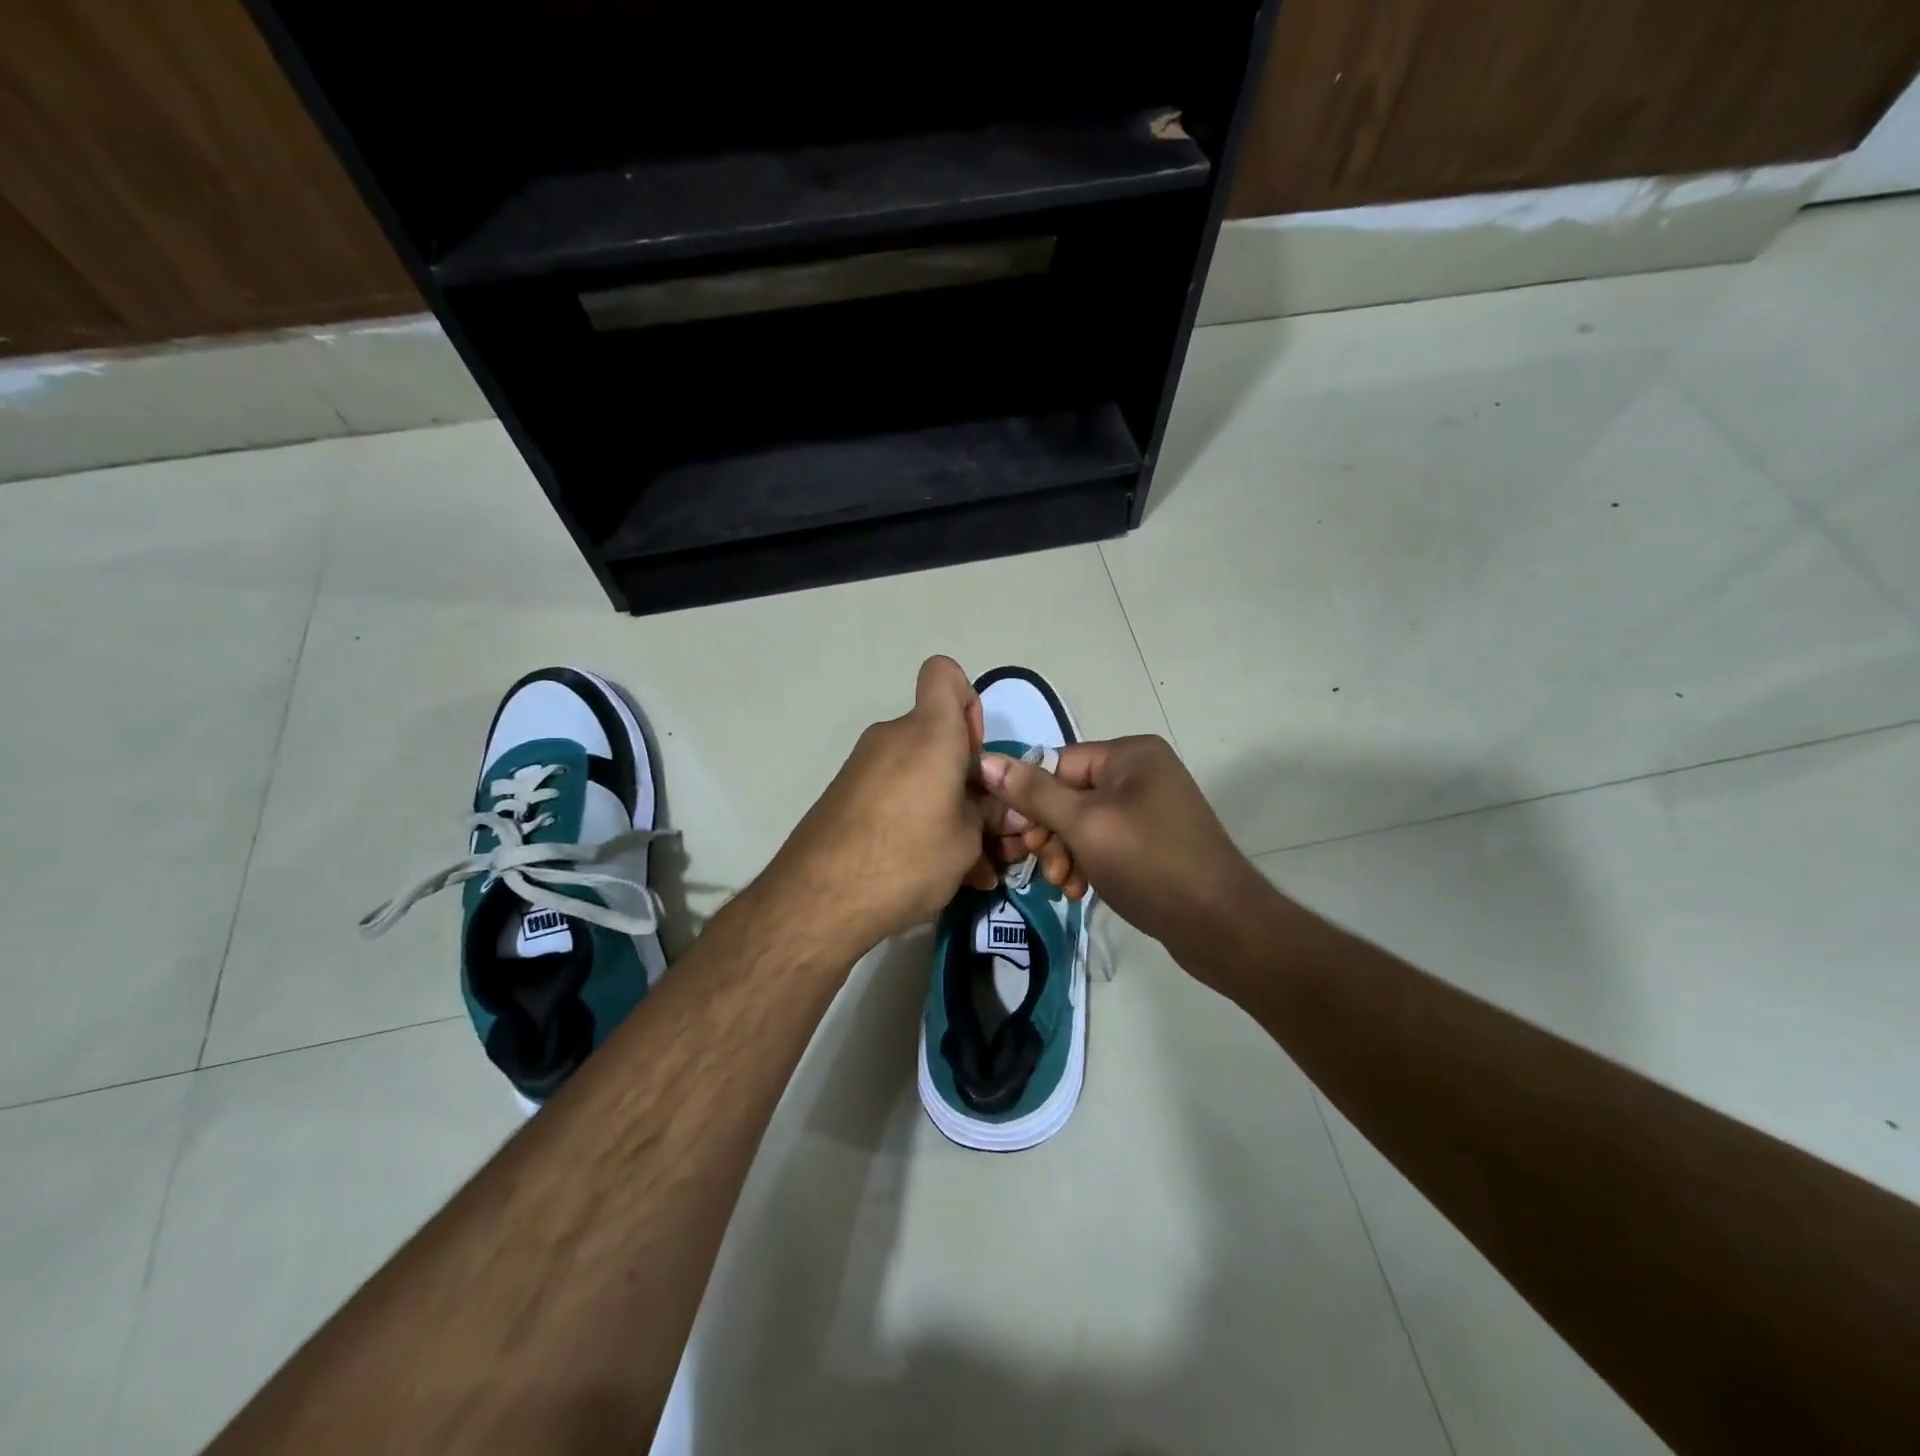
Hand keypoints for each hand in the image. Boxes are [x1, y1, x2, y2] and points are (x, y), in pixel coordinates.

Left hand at [755, 656, 997, 960]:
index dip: (967, 702)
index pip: (944, 673)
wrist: (818, 900)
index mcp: (928, 733)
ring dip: (944, 807)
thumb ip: (989, 815)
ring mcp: (863, 766)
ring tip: (966, 864)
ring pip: (918, 773)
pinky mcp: (845, 795)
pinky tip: (930, 869)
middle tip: (985, 829)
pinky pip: (894, 794)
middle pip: (937, 736)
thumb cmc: (907, 857)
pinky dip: (915, 819)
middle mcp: (892, 737)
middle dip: (965, 776)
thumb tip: (1008, 809)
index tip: (975, 753)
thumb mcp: (967, 841)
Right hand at [977, 735, 1266, 970]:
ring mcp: (1149, 809)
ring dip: (1065, 853)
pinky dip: (1087, 863)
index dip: (1033, 801)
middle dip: (1051, 833)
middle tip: (1044, 866)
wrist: (1220, 925)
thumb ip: (1034, 793)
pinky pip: (1105, 842)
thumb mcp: (1085, 825)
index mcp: (1130, 755)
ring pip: (1083, 823)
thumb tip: (987, 760)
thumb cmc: (1149, 863)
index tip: (1019, 839)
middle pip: (1069, 794)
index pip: (1059, 764)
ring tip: (1065, 885)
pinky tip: (1081, 890)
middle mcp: (1141, 773)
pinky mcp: (1152, 842)